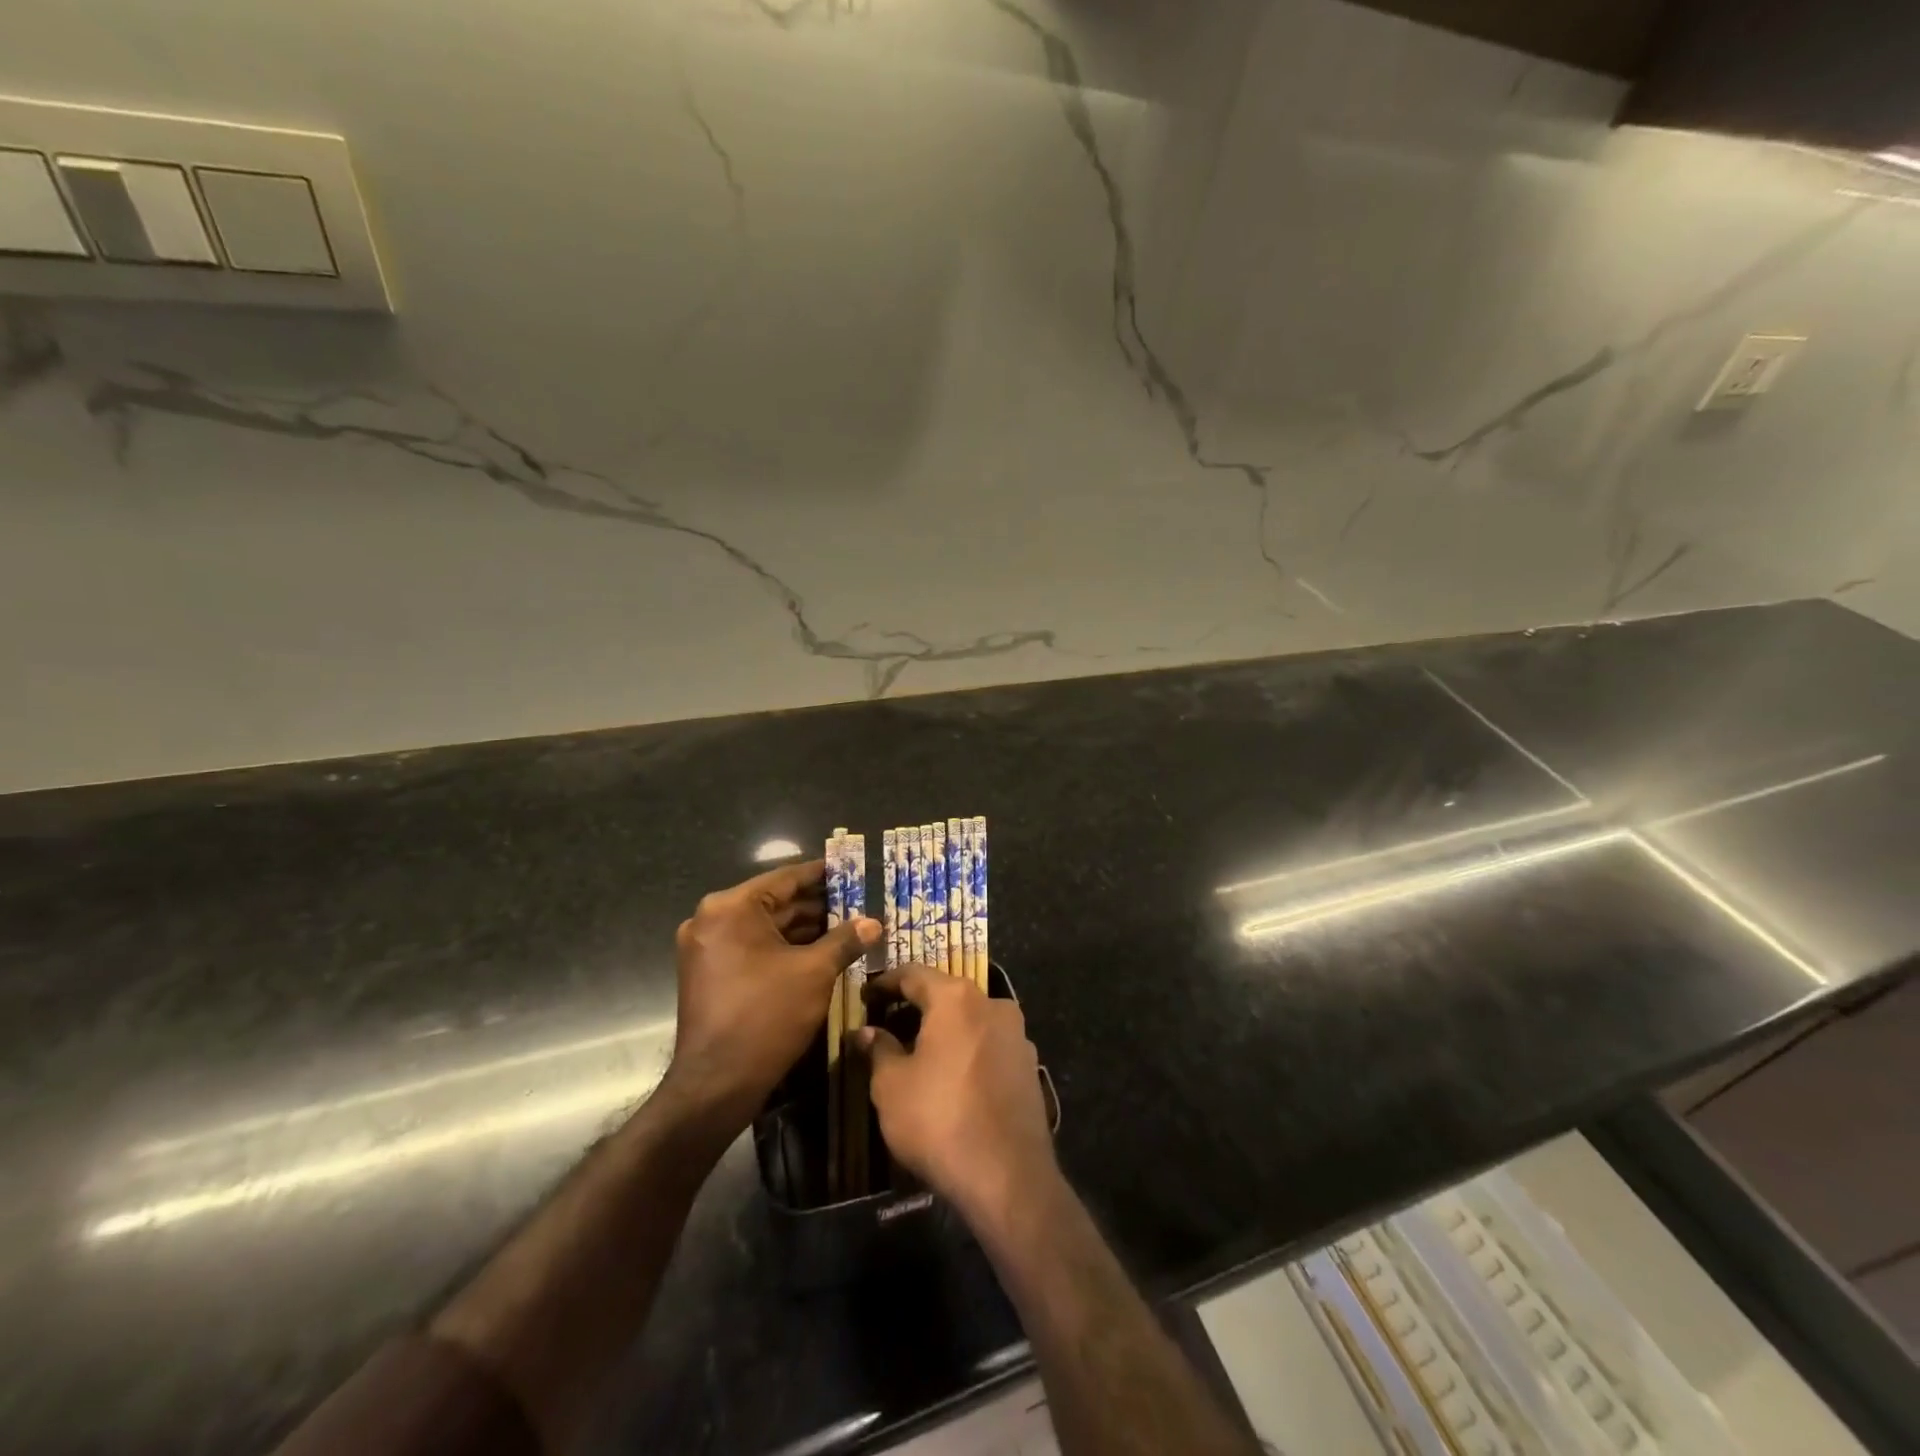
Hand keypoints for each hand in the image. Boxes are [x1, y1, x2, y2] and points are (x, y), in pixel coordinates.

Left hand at [663, 860, 878, 1133]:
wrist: (716, 1085)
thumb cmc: (766, 1017)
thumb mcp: (815, 973)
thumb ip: (845, 940)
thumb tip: (873, 922)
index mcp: (731, 908)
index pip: (786, 879)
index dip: (822, 875)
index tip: (851, 870)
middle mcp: (712, 919)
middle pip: (774, 902)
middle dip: (816, 906)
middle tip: (857, 902)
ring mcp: (706, 948)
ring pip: (764, 927)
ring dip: (802, 928)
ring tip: (846, 927)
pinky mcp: (709, 973)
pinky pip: (752, 947)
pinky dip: (783, 948)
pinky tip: (819, 952)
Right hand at [855, 966, 1057, 1226]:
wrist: (1008, 1176)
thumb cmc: (939, 1120)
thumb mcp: (892, 1086)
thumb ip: (878, 1050)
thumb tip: (866, 1031)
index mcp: (956, 998)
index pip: (913, 974)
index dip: (885, 983)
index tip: (865, 996)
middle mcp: (992, 1004)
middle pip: (945, 994)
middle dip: (915, 1006)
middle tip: (887, 1023)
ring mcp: (1017, 1035)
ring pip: (970, 1020)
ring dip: (944, 1030)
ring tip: (917, 1051)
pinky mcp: (1029, 1065)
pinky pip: (989, 1045)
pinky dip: (966, 1051)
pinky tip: (951, 1077)